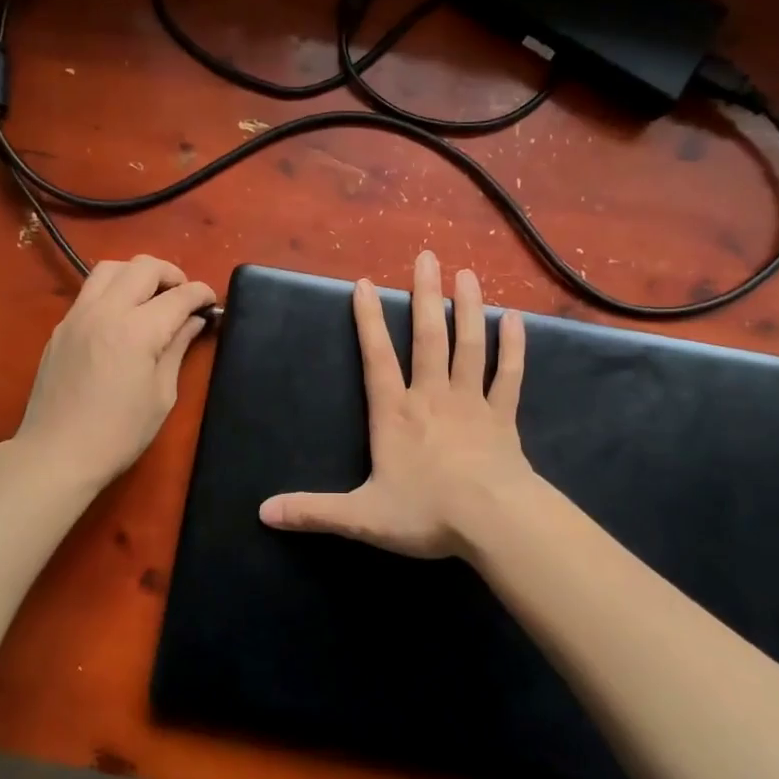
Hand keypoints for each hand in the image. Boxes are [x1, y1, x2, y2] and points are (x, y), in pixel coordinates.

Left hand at [15, 256, 215, 486]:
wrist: (56, 454)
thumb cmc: (119, 433)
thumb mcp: (161, 395)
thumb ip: (177, 348)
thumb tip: (192, 322)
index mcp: (137, 331)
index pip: (178, 296)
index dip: (201, 294)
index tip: (212, 302)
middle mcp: (106, 311)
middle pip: (143, 267)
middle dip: (171, 274)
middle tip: (184, 295)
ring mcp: (78, 316)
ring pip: (110, 268)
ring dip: (137, 273)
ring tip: (152, 295)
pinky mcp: (61, 327)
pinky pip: (90, 290)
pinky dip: (113, 289)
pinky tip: (123, 315)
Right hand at [259, 249, 534, 559]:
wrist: (494, 523)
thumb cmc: (427, 513)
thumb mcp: (362, 517)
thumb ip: (314, 511)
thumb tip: (263, 512)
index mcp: (395, 414)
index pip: (377, 358)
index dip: (368, 321)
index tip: (365, 284)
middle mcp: (432, 397)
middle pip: (429, 337)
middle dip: (425, 296)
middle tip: (427, 256)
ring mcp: (471, 403)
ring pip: (469, 346)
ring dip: (468, 308)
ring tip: (467, 273)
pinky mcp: (503, 417)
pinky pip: (508, 375)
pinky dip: (512, 347)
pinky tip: (515, 319)